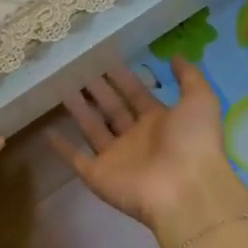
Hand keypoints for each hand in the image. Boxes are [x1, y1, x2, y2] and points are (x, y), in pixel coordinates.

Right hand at [50, 59, 247, 247]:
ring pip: (93, 128)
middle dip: (98, 90)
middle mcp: (137, 139)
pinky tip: (47, 131)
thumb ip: (188, 77)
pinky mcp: (98, 175)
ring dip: (79, 110)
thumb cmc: (194, 142)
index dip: (122, 78)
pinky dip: (62, 147)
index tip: (105, 59)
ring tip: (61, 86)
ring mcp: (116, 158)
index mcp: (160, 122)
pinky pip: (76, 159)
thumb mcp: (200, 101)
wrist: (185, 191)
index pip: (136, 95)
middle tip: (78, 68)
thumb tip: (174, 56)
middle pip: (112, 109)